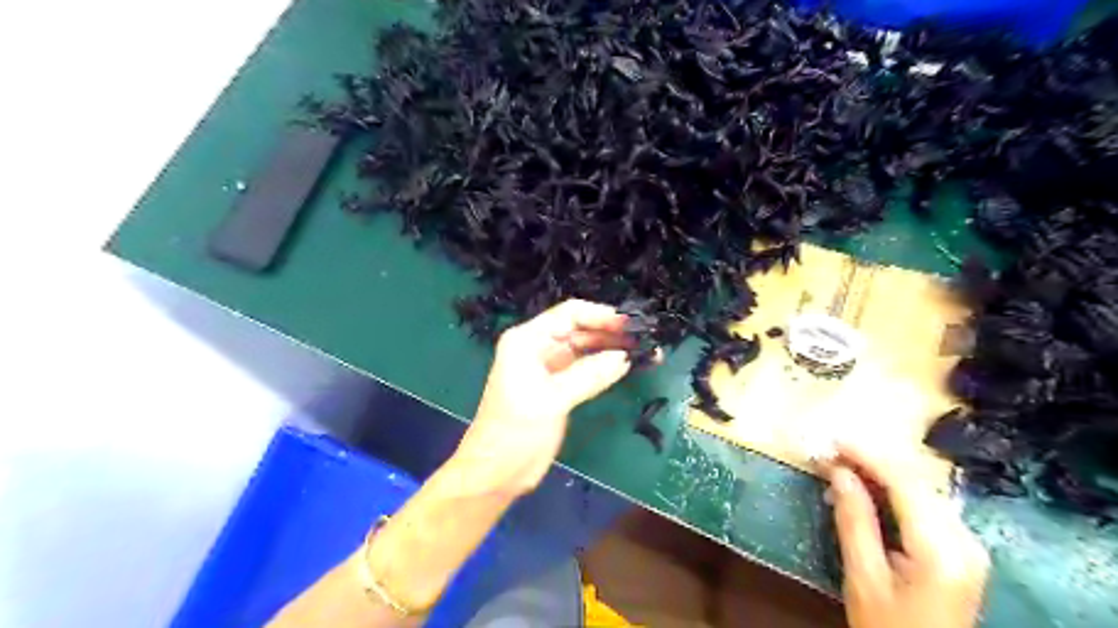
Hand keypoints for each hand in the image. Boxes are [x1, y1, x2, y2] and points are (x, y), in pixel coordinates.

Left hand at [449, 300, 642, 495]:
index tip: (632, 324)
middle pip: (580, 330)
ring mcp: (549, 368)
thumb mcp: (552, 399)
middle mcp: (538, 348)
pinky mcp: (558, 388)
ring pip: (586, 349)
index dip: (601, 315)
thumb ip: (589, 375)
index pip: (569, 314)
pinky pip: (586, 369)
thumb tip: (624, 356)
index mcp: (527, 340)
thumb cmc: (515, 431)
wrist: (496, 473)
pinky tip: (628, 367)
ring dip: (613, 349)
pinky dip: (606, 367)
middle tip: (647, 339)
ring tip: (646, 351)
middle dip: (612, 332)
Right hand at [824, 440, 988, 627]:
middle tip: (830, 454)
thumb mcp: (863, 576)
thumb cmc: (887, 627)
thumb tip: (839, 472)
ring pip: (920, 490)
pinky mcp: (961, 549)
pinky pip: (924, 506)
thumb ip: (854, 521)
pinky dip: (892, 493)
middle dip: (871, 462)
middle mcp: (965, 540)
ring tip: (840, 469)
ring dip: (879, 475)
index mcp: (942, 549)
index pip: (905, 484)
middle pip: (917, 482)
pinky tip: (865, 492)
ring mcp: (968, 545)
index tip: (833, 442)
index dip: (867, 456)